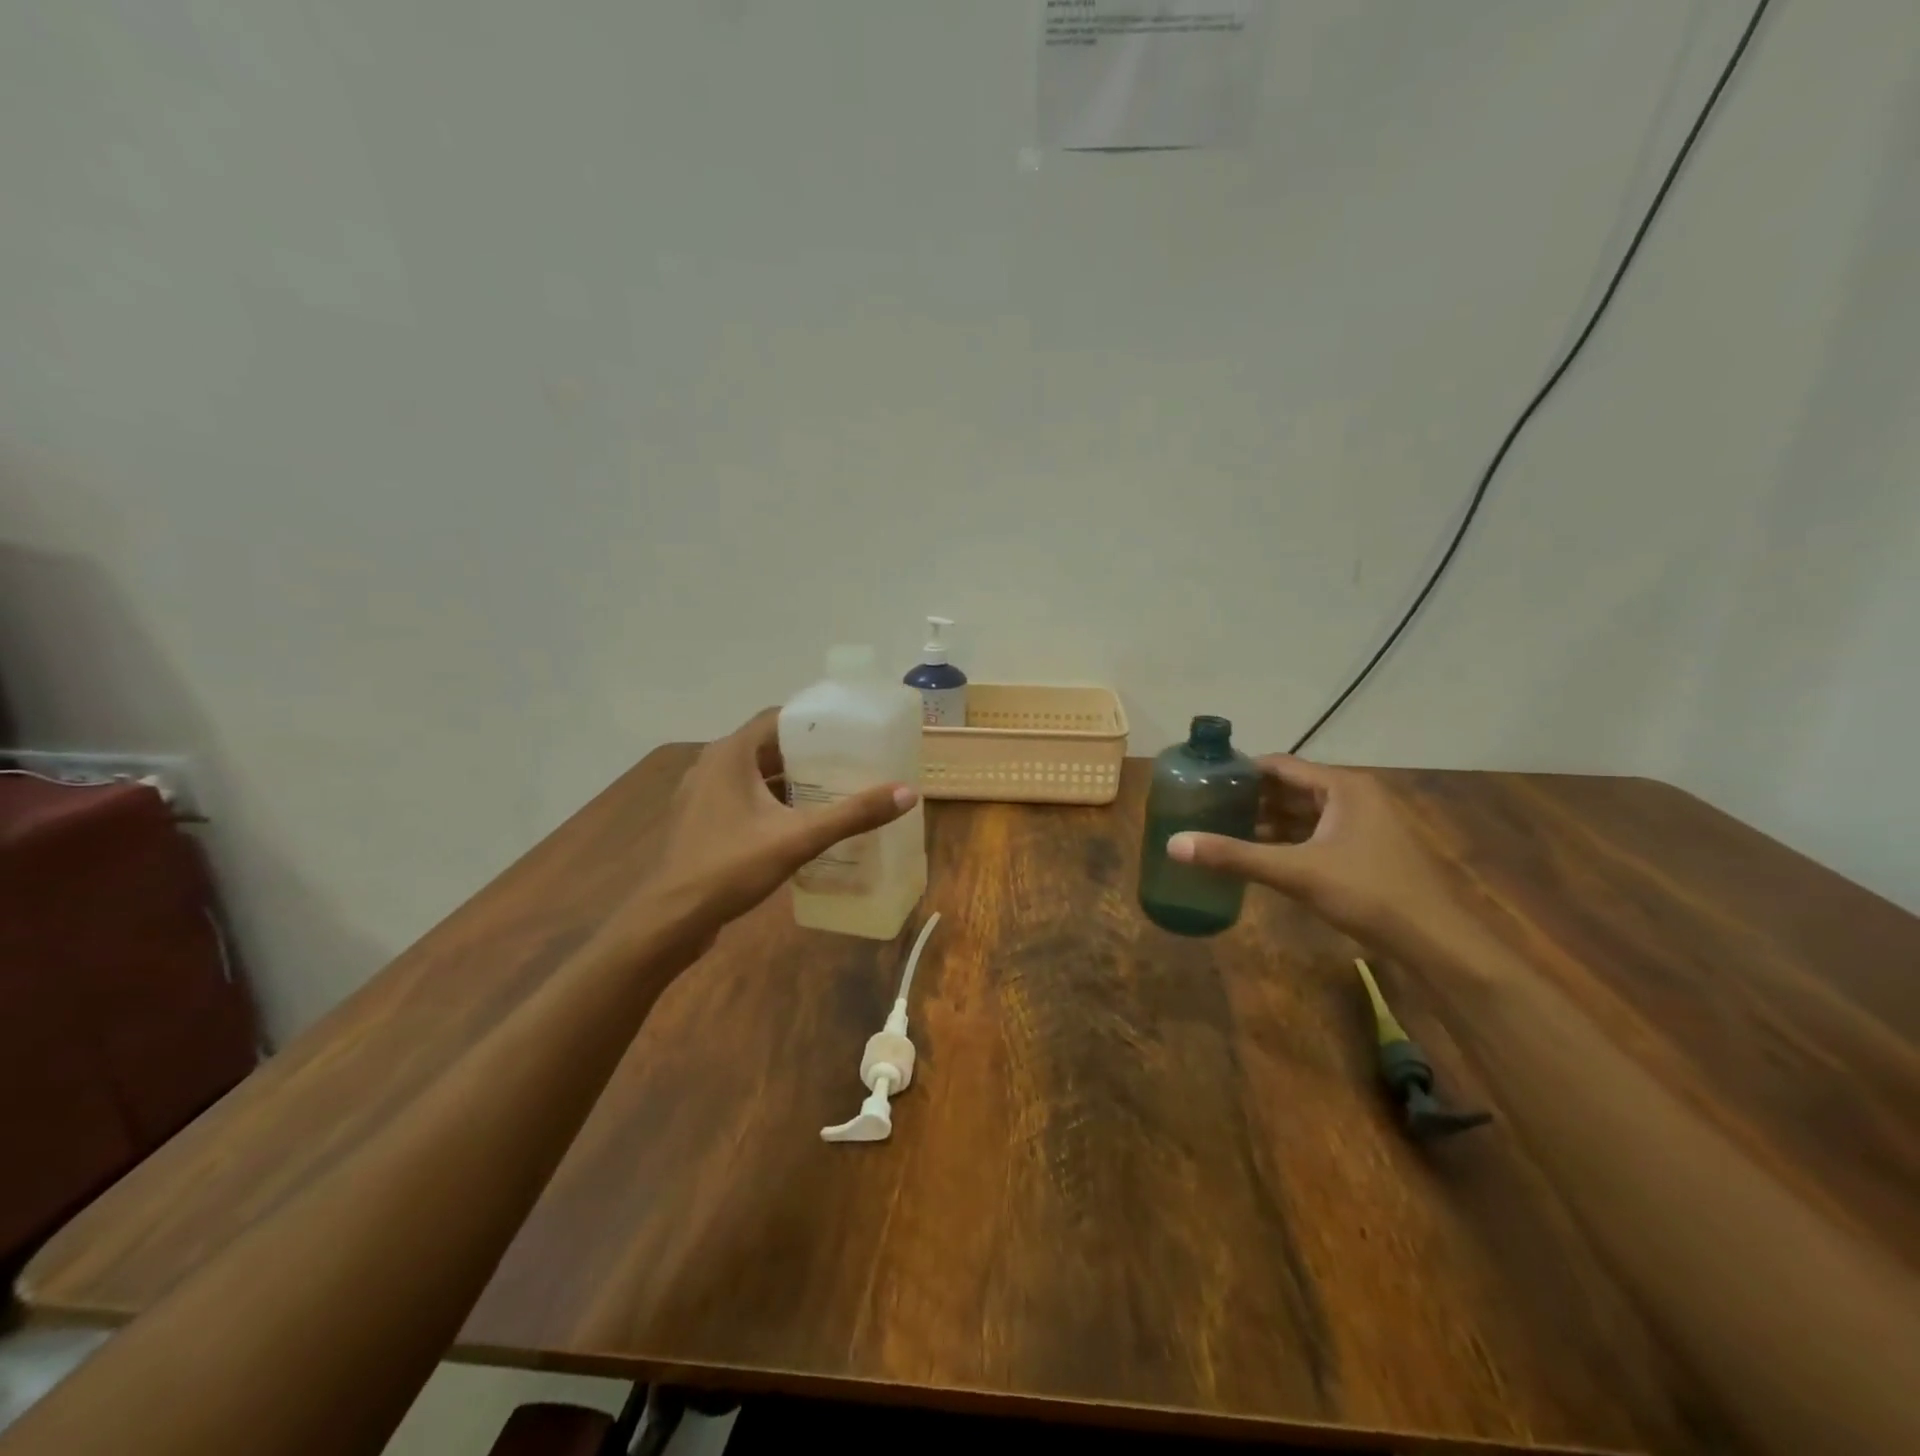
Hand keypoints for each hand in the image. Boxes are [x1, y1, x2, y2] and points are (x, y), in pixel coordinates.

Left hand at [602, 709, 916, 954]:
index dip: (813, 720)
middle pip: (767, 746)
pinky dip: (771, 801)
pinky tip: (799, 821)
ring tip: (833, 788)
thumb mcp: (799, 838)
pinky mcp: (701, 821)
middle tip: (850, 761)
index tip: (849, 730)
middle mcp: (712, 765)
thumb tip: (907, 793)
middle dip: (808, 752)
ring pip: (754, 774)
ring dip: (790, 779)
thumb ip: (852, 815)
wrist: (671, 918)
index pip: (776, 717)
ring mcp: (702, 794)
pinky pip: (743, 797)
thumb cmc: (730, 867)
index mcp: (730, 754)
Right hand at [1167, 755, 1462, 947]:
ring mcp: (1362, 824)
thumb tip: (1173, 844)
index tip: (1202, 781)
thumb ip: (1234, 856)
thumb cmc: (1368, 893)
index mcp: (1342, 786)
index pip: (1279, 765)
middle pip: (1289, 787)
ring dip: (1265, 821)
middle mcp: (1354, 796)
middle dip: (1249, 797)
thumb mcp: (1296, 872)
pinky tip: (1257, 856)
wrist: (1437, 942)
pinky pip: (1314, 834)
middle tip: (1204, 807)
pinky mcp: (1364, 851)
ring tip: (1221, 829)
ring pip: (1302, 813)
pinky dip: (1285, 841)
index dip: (1239, 771)